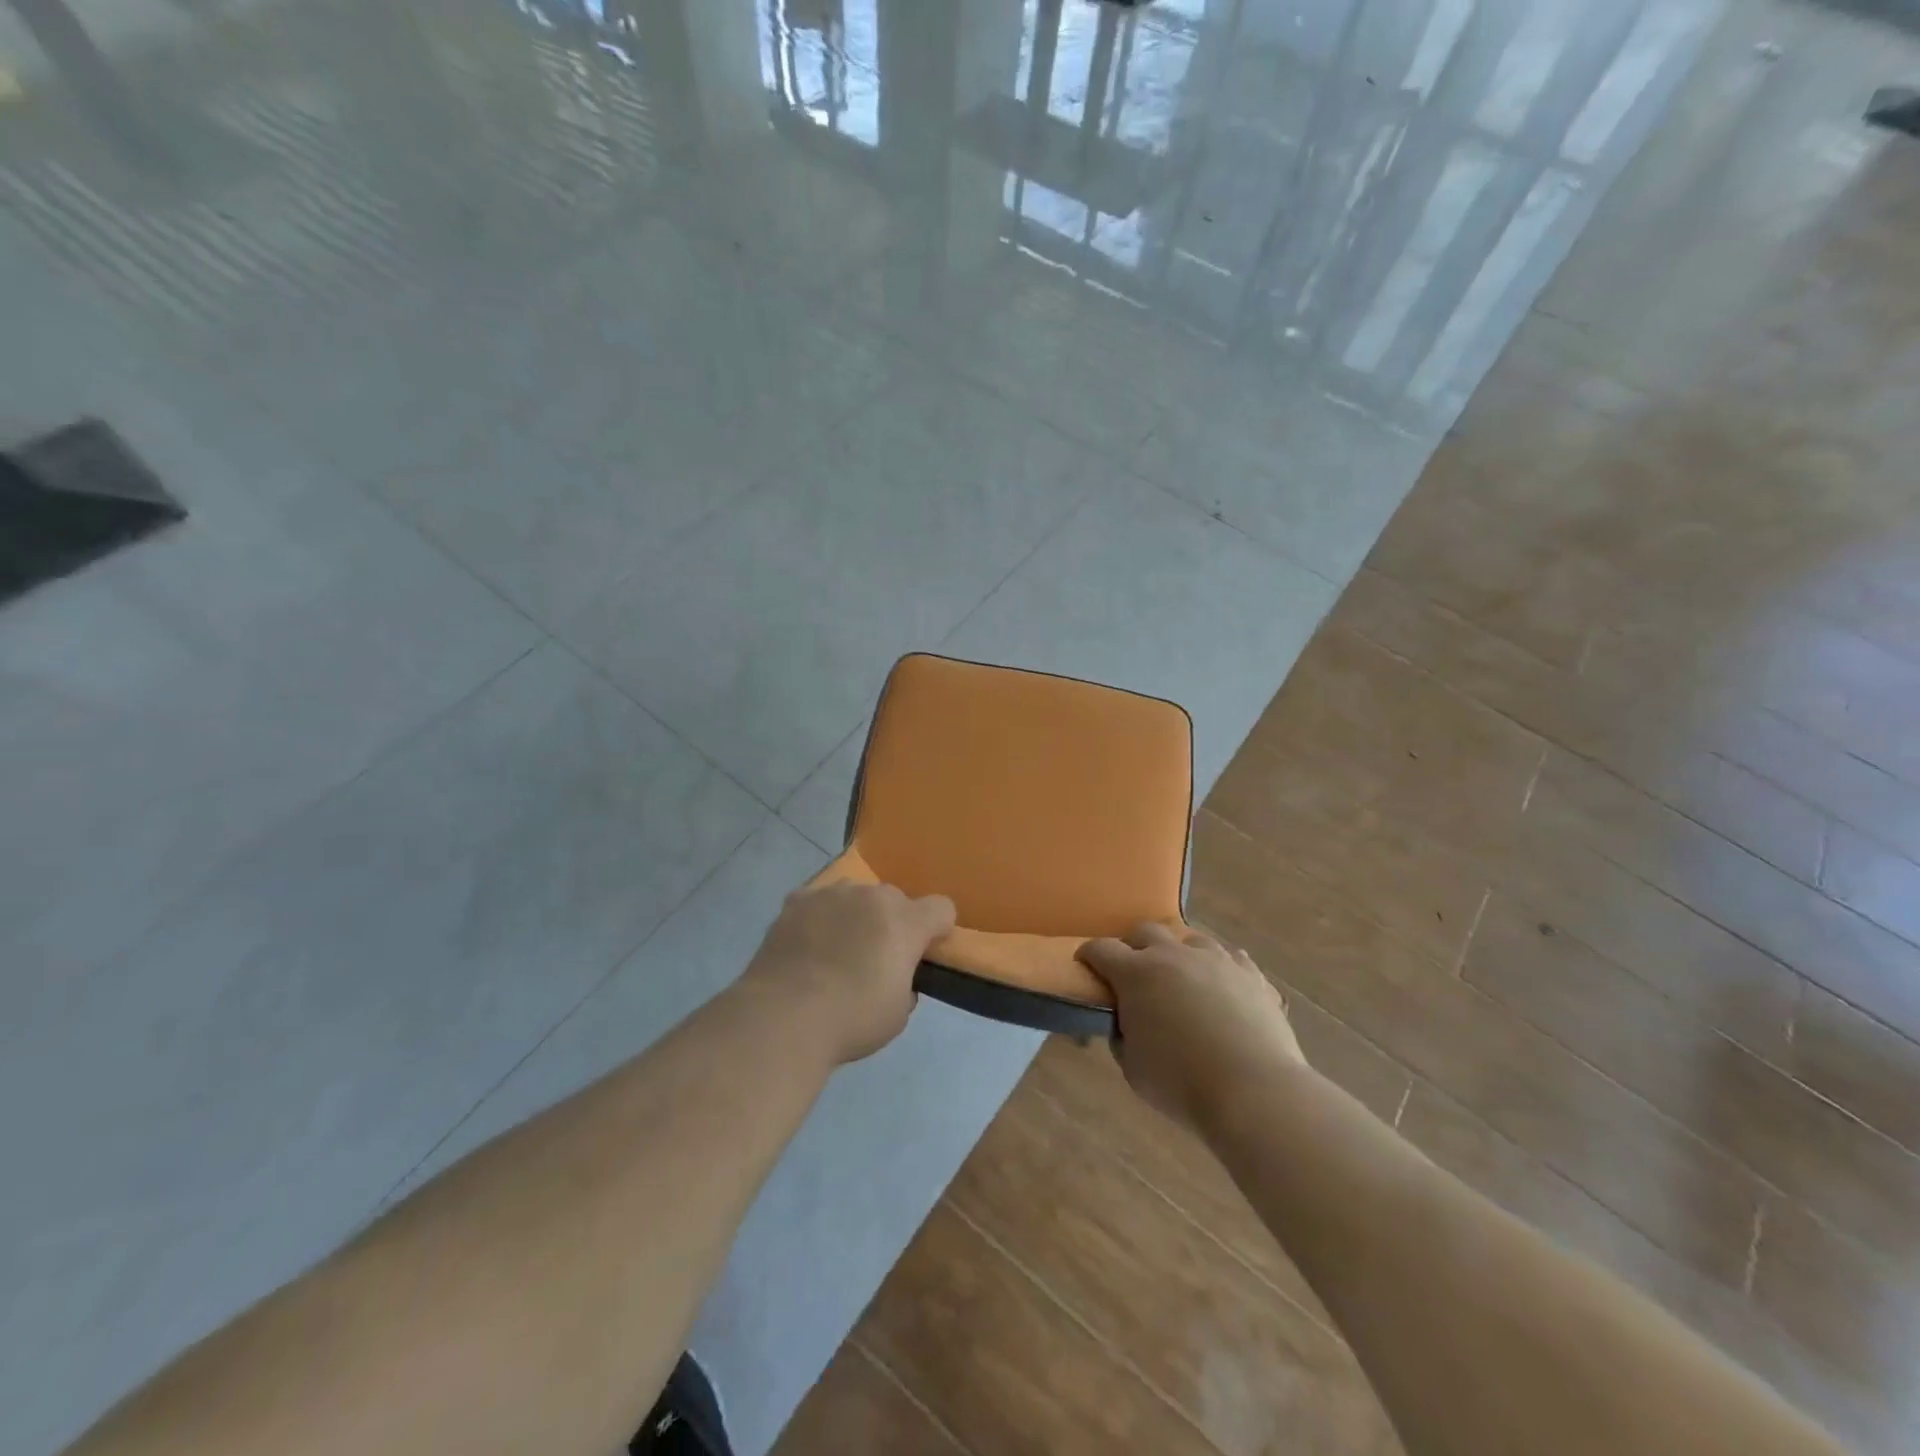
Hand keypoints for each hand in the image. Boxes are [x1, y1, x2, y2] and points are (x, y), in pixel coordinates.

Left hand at [741, 881, 956, 1065]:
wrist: (783, 1017)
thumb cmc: (851, 1020)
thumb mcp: (898, 1014)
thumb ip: (906, 983)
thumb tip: (896, 976)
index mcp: (905, 922)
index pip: (941, 908)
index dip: (937, 929)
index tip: (924, 953)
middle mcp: (872, 896)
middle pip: (895, 900)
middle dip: (892, 923)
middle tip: (874, 959)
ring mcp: (831, 893)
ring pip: (855, 897)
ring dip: (855, 916)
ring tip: (834, 952)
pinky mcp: (797, 900)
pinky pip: (818, 902)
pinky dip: (819, 918)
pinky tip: (805, 946)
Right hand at [1078, 923, 1306, 1132]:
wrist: (1253, 1090)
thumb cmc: (1181, 1083)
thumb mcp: (1133, 1068)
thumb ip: (1122, 1037)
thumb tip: (1126, 1024)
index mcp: (1136, 973)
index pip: (1101, 949)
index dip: (1089, 955)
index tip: (1085, 966)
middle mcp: (1173, 955)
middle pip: (1145, 931)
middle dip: (1133, 947)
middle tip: (1133, 973)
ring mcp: (1216, 959)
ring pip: (1190, 939)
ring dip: (1178, 954)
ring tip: (1181, 980)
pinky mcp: (1251, 974)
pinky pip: (1230, 958)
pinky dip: (1219, 968)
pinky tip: (1221, 986)